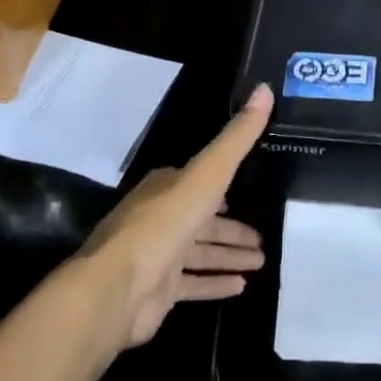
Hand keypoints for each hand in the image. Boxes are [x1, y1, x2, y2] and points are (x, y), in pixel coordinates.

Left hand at [82, 84, 271, 347]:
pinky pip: (193, 284)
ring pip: (202, 253)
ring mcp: (158, 256)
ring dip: (230, 255)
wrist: (116, 289)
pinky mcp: (158, 291)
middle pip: (205, 221)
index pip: (201, 182)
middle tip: (265, 239)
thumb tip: (264, 89)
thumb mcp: (207, 174)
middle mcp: (161, 218)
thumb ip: (236, 138)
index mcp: (167, 187)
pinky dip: (215, 283)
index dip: (225, 186)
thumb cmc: (163, 224)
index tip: (251, 191)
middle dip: (234, 228)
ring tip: (261, 261)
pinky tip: (241, 287)